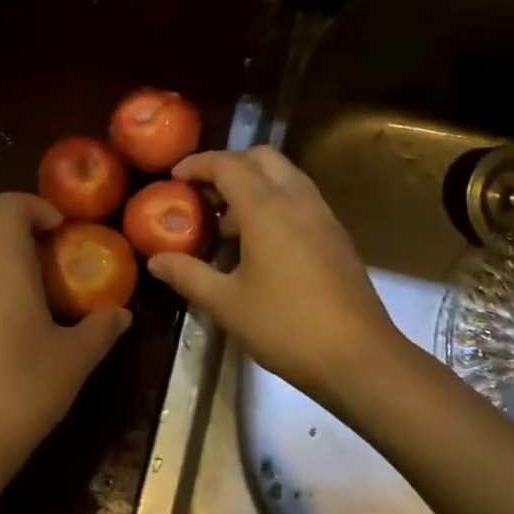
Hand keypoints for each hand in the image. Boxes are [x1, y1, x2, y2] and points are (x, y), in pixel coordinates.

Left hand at [0, 193, 131, 513]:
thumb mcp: (74, 361)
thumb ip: (101, 329)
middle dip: (3, 221)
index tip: (60, 229)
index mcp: (3, 266)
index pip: (7, 206)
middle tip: (36, 248)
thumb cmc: (22, 391)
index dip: (35, 206)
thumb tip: (122, 314)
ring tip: (20, 285)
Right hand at [145, 148, 404, 405]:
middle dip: (228, 166)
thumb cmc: (286, 326)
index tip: (173, 178)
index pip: (228, 164)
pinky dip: (274, 202)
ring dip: (253, 184)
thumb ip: (188, 275)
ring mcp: (323, 216)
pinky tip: (259, 244)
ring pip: (285, 176)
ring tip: (226, 222)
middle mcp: (298, 200)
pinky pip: (300, 199)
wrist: (358, 356)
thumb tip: (155, 261)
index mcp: (267, 208)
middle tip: (202, 194)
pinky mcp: (336, 235)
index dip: (197, 164)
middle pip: (261, 157)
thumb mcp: (227, 303)